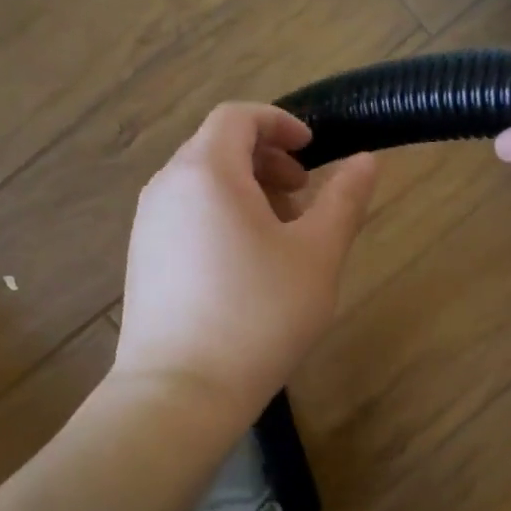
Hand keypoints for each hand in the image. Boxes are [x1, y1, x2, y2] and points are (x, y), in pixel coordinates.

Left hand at [116, 102, 378, 417]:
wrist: (179, 393)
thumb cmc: (258, 315)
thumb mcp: (317, 255)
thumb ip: (343, 199)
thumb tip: (367, 159)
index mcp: (207, 172)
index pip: (238, 116)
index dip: (279, 123)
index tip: (313, 150)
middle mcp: (168, 187)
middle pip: (218, 146)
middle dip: (266, 158)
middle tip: (304, 192)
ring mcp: (148, 224)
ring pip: (202, 181)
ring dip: (246, 188)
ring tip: (282, 231)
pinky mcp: (143, 258)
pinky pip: (186, 212)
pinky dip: (221, 213)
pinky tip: (248, 261)